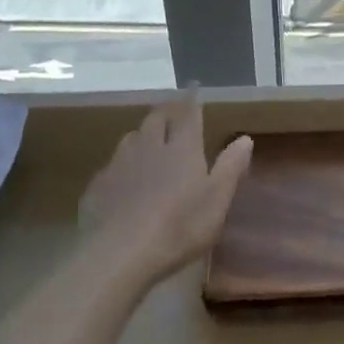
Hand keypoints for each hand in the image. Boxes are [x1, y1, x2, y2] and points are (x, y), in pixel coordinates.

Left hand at [77, 92, 252, 286]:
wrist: (118, 255)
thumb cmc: (178, 227)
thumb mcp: (216, 201)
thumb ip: (231, 167)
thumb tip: (245, 138)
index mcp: (183, 148)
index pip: (189, 115)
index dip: (192, 101)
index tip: (194, 89)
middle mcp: (150, 147)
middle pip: (156, 119)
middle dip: (165, 113)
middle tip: (172, 115)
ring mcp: (120, 165)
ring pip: (131, 138)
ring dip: (141, 136)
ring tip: (147, 143)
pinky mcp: (97, 187)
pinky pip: (111, 166)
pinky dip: (121, 166)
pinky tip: (122, 181)